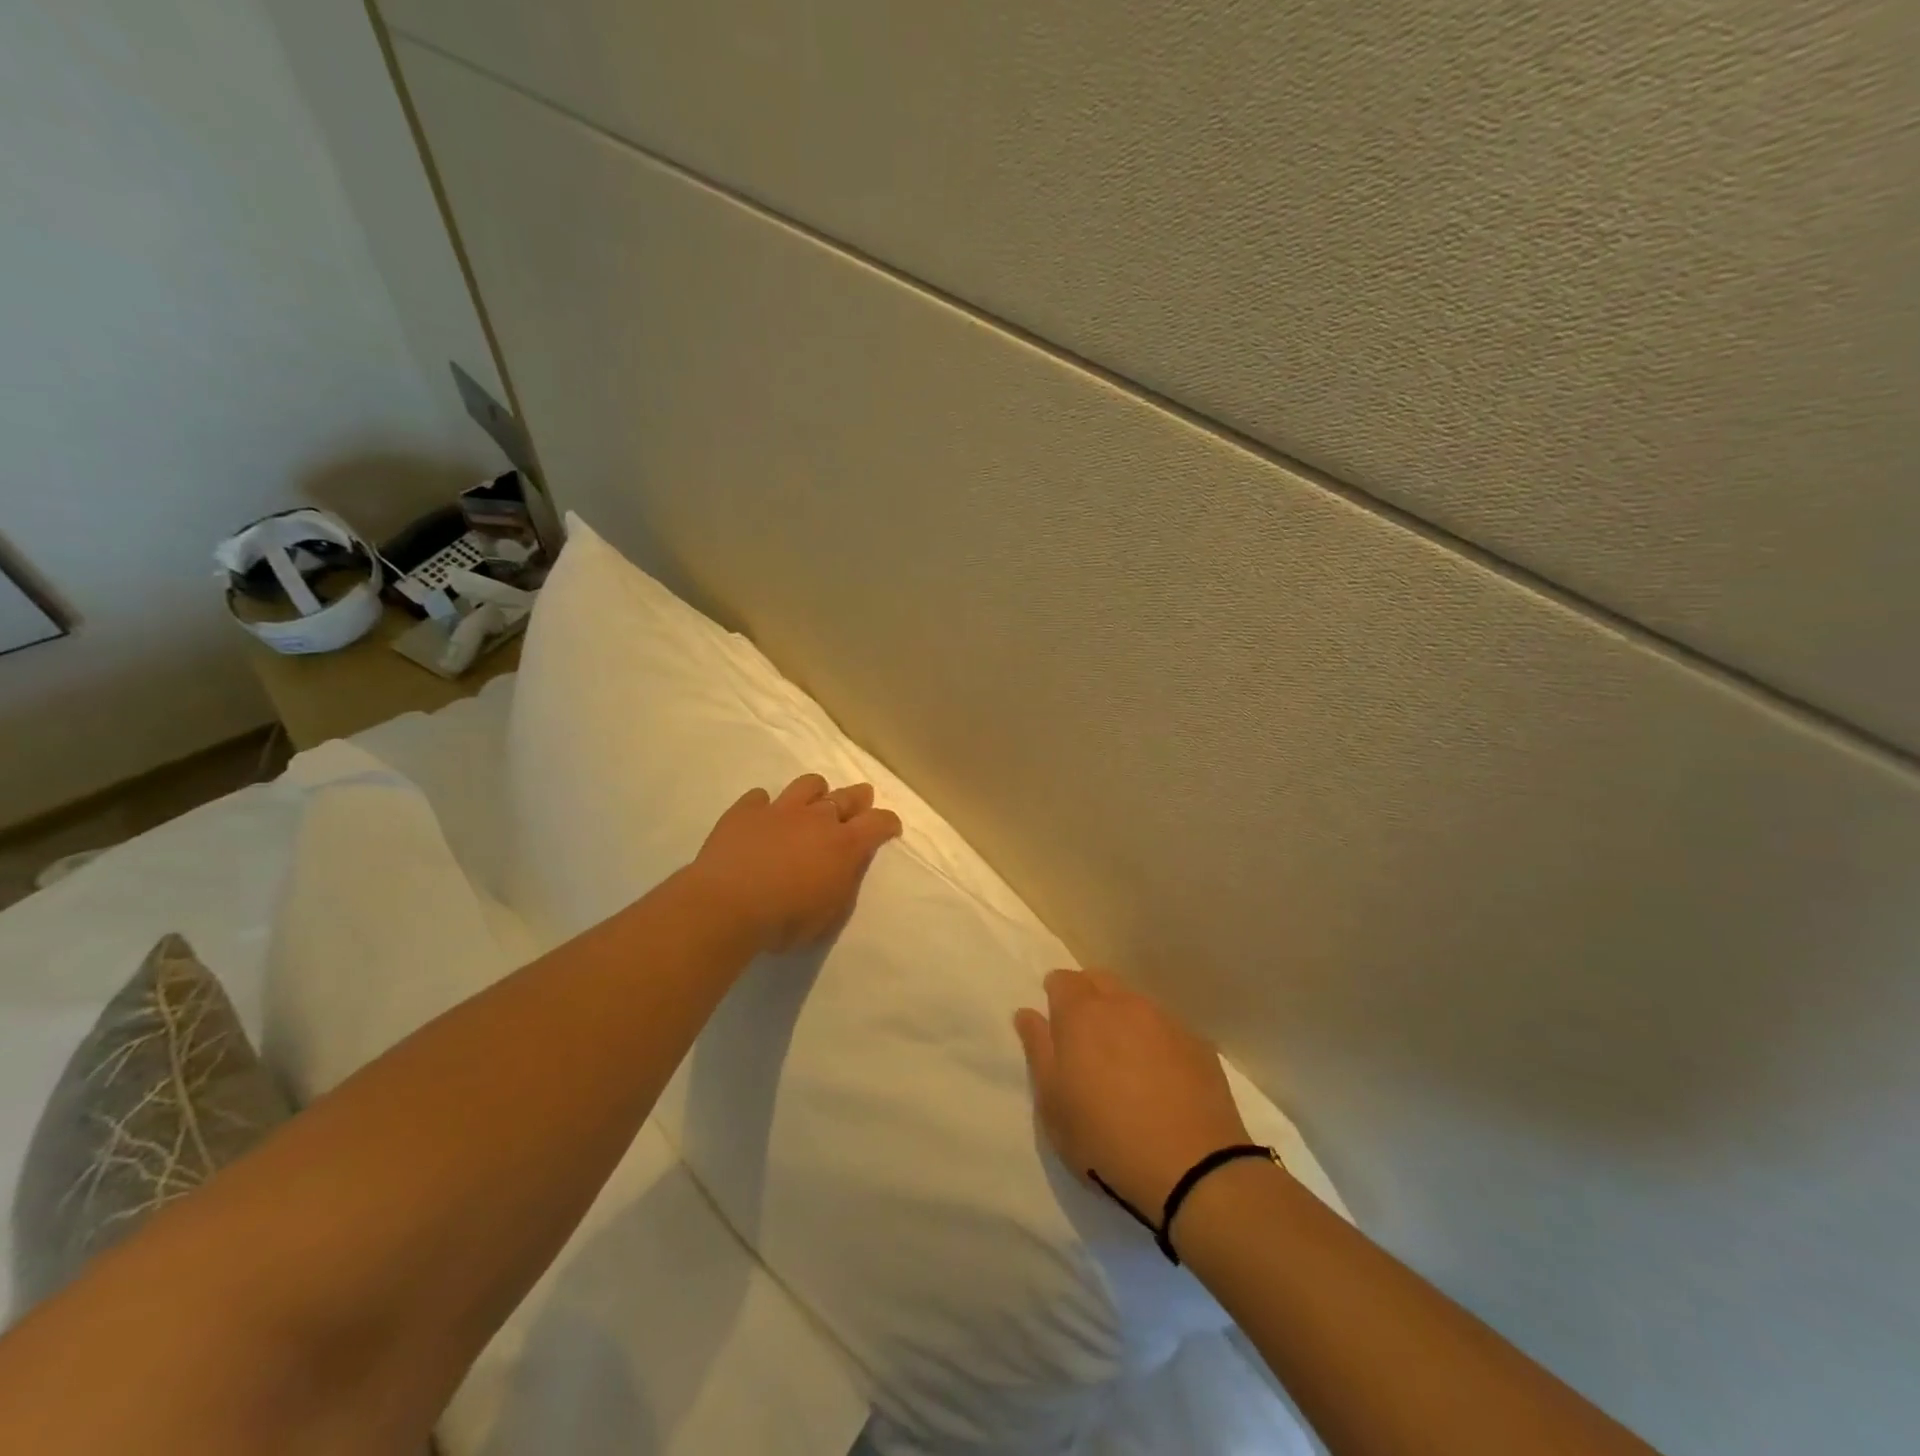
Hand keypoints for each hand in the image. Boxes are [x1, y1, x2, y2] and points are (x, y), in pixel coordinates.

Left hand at [689, 773, 902, 952]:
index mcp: (845, 845)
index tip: (890, 828)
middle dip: (859, 798)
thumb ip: (845, 886)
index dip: (888, 823)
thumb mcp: (829, 916)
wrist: (725, 906)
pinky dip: (765, 806)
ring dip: (816, 792)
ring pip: (808, 784)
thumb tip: (850, 866)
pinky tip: (761, 818)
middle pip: (847, 796)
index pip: (879, 822)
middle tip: (861, 801)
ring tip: (812, 804)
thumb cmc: (784, 920)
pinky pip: (760, 797)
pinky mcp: (746, 810)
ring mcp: (780, 809)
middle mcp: (817, 818)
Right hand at [1015, 969, 1252, 1217]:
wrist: (1192, 1167)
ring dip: (1123, 1019)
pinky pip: (1166, 1028)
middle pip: (1099, 981)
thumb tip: (1028, 1013)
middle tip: (1085, 1040)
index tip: (1055, 1025)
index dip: (1055, 996)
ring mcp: (1164, 1020)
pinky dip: (1155, 1041)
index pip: (1062, 980)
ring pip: (1134, 1003)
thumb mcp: (1052, 1102)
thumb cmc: (1104, 1137)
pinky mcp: (1197, 1043)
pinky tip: (1159, 1076)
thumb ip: (1037, 1049)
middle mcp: (1123, 1004)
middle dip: (1088, 998)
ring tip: (1123, 1060)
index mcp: (1082, 1013)